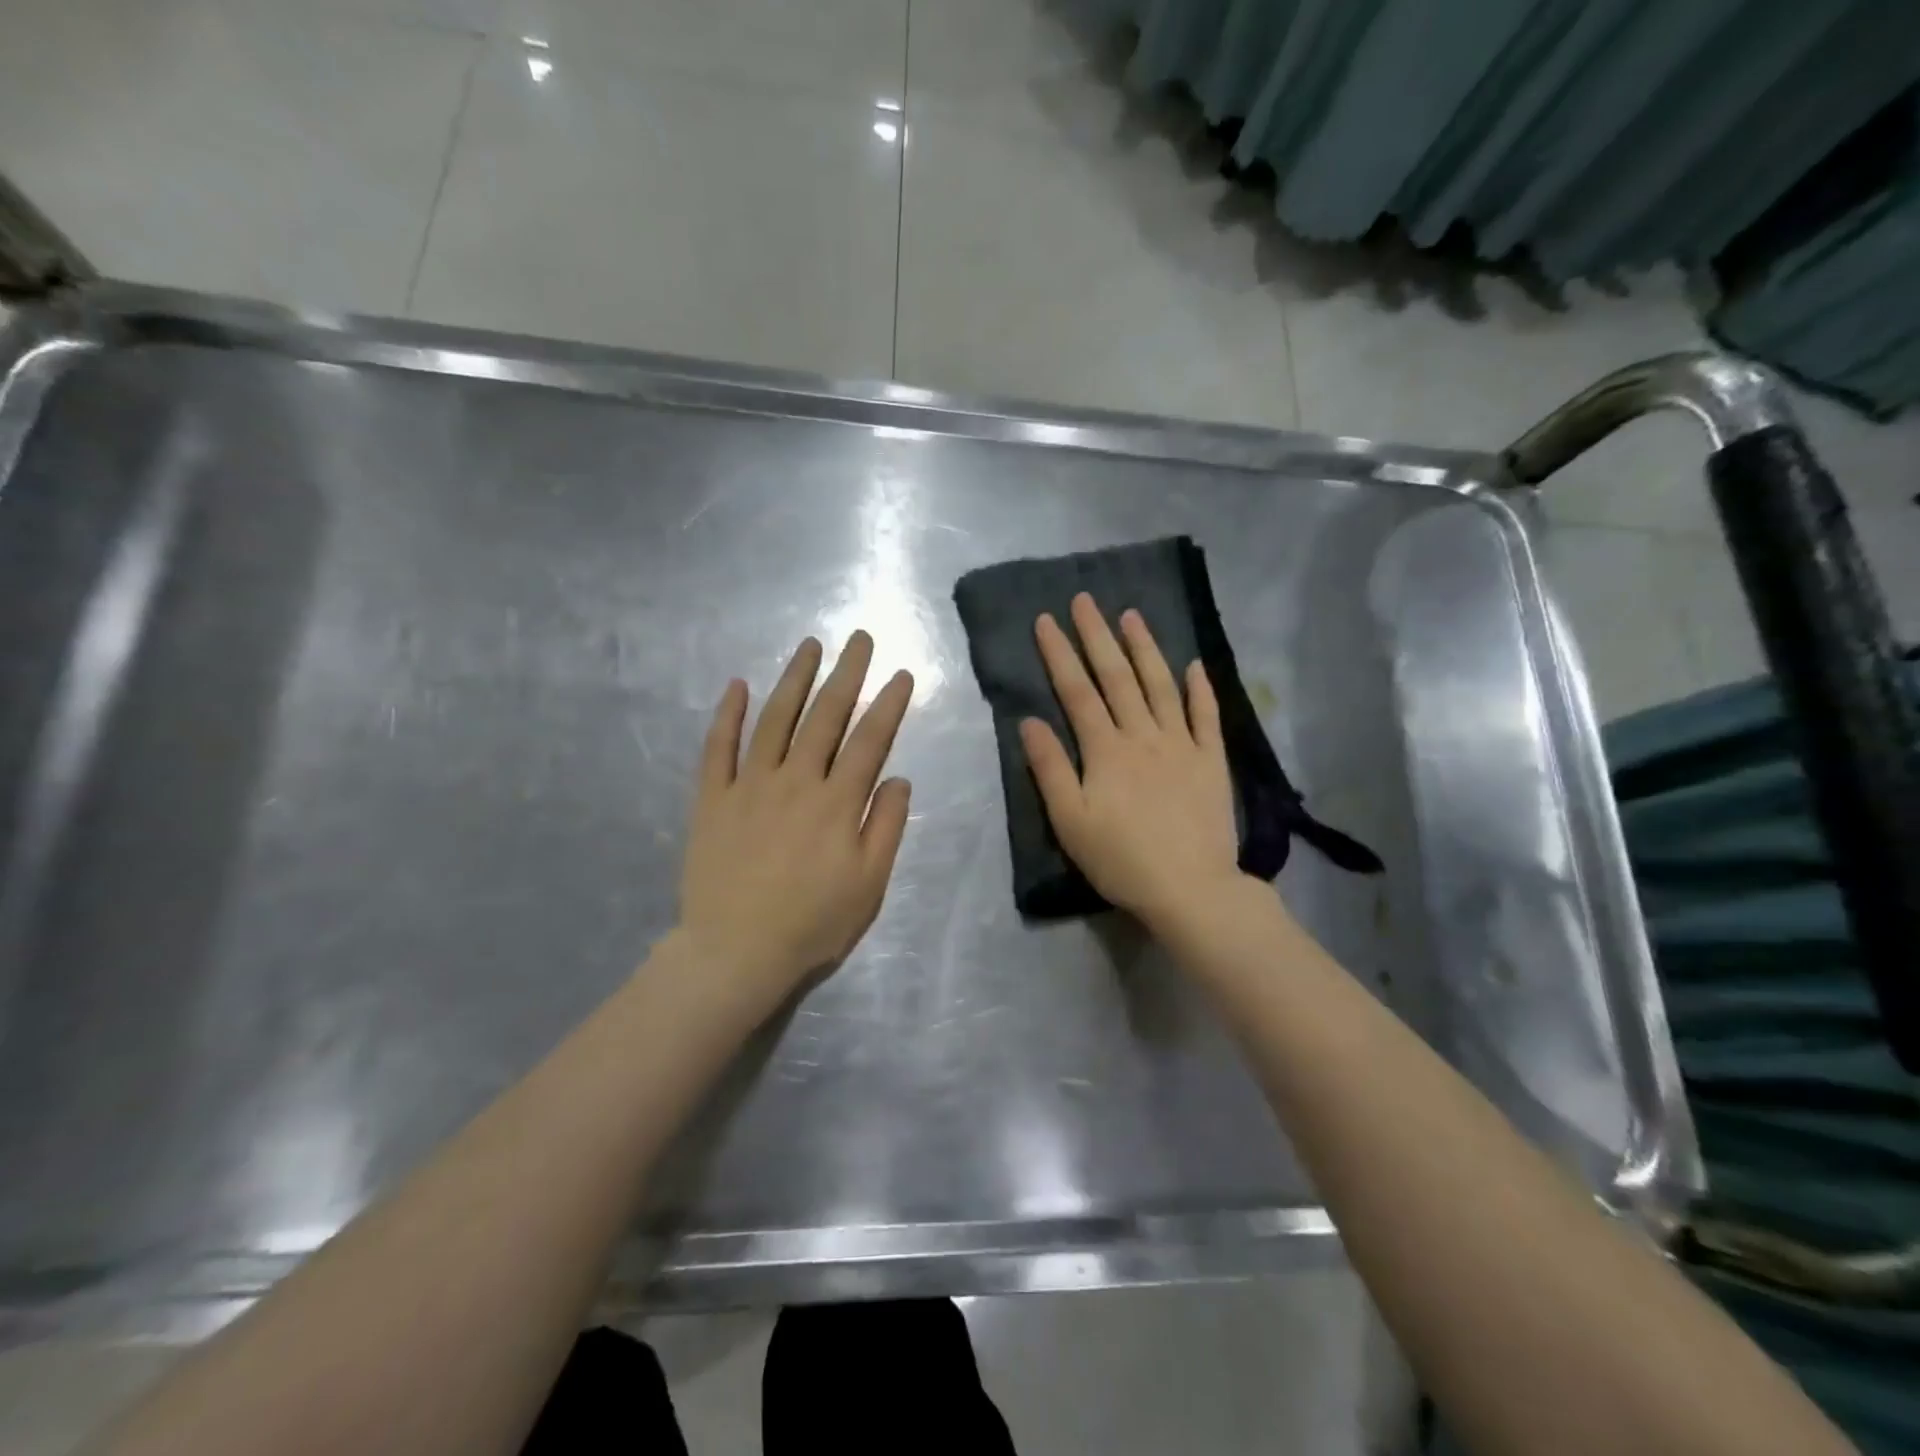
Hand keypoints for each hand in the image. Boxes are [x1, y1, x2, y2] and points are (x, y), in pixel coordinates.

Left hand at [679, 632, 913, 1012]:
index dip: (889, 705)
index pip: (870, 740)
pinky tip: (737, 685)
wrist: (735, 953)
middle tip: (859, 639)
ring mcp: (749, 785)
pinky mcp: (713, 798)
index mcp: (837, 802)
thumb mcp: (869, 885)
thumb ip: (886, 827)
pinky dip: (727, 714)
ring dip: (794, 679)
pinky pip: (718, 747)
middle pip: (825, 716)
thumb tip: (898, 778)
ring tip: (809, 646)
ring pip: (775, 719)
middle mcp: (795, 780)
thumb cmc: (812, 923)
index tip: (902, 675)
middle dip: (846, 674)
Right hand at [1021, 594, 1246, 930]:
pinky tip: (1194, 665)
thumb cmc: (1120, 859)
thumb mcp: (1070, 821)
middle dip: (1097, 636)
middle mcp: (1143, 735)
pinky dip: (1200, 689)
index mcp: (1105, 750)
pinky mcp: (1211, 761)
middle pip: (1117, 677)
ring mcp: (1182, 745)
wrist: (1190, 888)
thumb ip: (1049, 768)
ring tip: (1132, 615)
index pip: (1077, 691)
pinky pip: (1206, 716)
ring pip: (1160, 685)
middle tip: (1085, 600)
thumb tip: (1029, 720)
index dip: (1060, 654)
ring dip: (1145, 648)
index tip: (1046, 620)